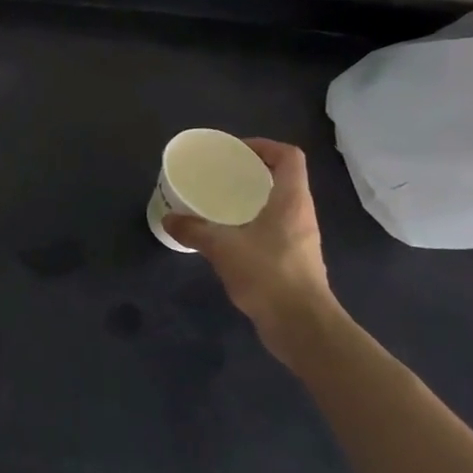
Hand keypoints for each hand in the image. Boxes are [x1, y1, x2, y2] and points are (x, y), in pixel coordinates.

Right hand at [162, 138, 344, 362]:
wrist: (303, 326)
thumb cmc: (268, 275)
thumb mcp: (222, 248)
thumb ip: (194, 230)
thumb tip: (170, 218)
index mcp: (291, 200)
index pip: (289, 157)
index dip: (264, 146)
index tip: (235, 151)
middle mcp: (300, 214)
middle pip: (283, 179)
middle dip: (252, 172)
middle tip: (220, 174)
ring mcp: (300, 239)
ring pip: (278, 205)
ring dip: (252, 199)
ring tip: (219, 202)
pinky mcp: (294, 260)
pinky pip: (273, 228)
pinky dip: (252, 223)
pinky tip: (227, 236)